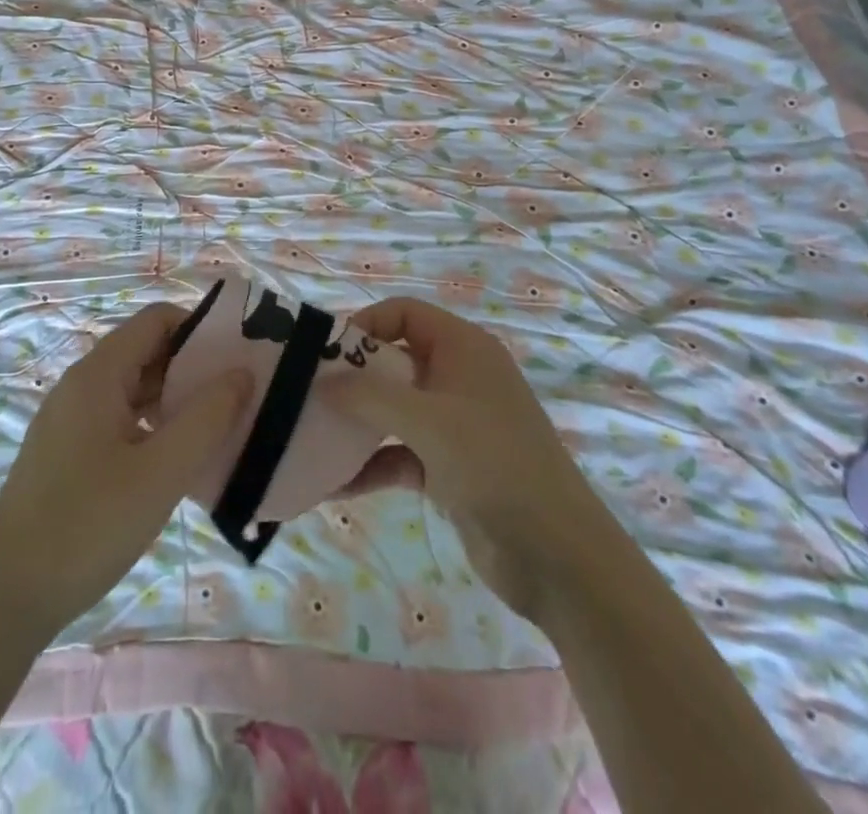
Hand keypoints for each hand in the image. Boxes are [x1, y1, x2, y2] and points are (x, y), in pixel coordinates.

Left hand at [0, 302, 249, 643]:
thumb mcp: (160, 474)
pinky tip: (175, 460)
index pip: (156, 320)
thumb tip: (242, 371)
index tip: (238, 358)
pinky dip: (153, 426)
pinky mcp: (66, 453)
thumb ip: (207, 418)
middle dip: (193, 366)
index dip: (200, 329)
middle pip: (146, 351)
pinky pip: (119, 419)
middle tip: (237, 396)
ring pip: (134, 388)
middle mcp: (80, 385)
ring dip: (175, 399)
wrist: (3, 602)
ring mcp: (70, 420)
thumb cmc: (86, 528)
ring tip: (216, 428)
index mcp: (97, 375)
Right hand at [321, 297, 608, 627]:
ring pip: (394, 409)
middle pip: (394, 360)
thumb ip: (369, 396)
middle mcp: (458, 376)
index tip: (328, 355)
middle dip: (353, 378)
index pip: (405, 313)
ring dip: (358, 424)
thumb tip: (320, 382)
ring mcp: (455, 423)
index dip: (366, 325)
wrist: (556, 555)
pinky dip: (372, 464)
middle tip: (310, 396)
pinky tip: (335, 486)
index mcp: (463, 347)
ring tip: (313, 438)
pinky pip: (401, 452)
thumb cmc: (493, 464)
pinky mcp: (450, 466)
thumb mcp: (427, 421)